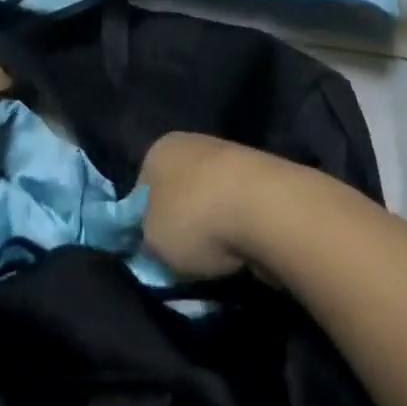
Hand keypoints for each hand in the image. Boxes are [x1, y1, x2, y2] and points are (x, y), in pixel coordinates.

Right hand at [139, 132, 275, 279]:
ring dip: (212, 232)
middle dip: (180, 227)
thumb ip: (143, 240)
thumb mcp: (150, 241)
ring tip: (217, 261)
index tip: (151, 254)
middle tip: (182, 261)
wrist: (265, 208)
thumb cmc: (194, 218)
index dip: (142, 225)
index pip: (141, 189)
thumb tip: (151, 242)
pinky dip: (238, 233)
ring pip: (209, 204)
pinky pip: (238, 212)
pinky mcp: (261, 178)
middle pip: (177, 194)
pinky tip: (242, 251)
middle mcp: (192, 144)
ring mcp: (229, 157)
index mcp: (159, 148)